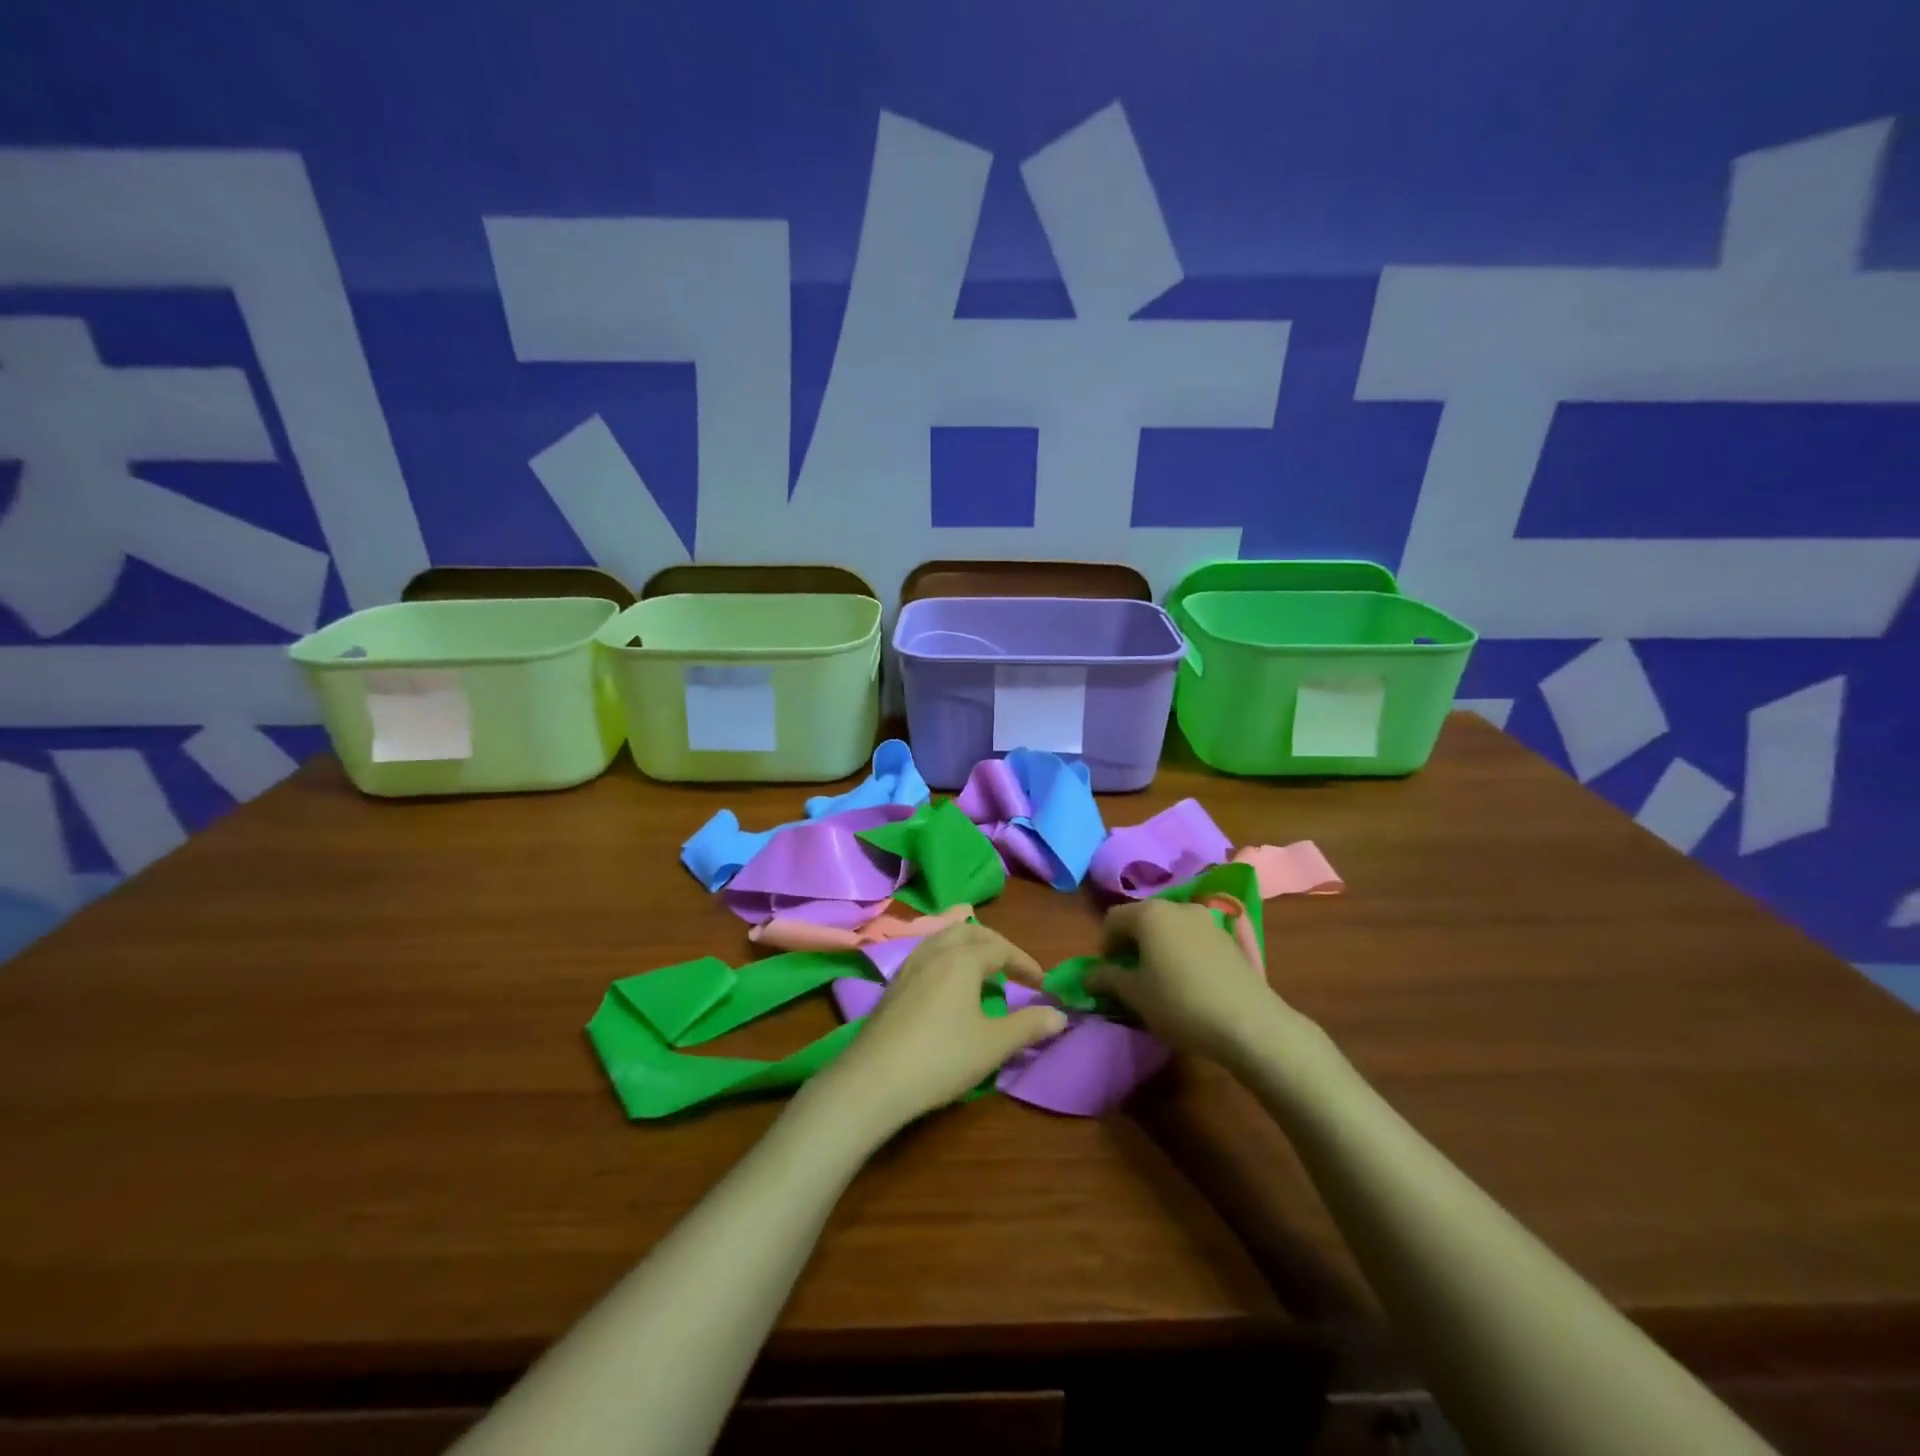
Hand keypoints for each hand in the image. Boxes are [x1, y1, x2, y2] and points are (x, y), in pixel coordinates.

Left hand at [811, 922, 1068, 1134]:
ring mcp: (909, 965)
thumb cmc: (941, 1058)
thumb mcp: (993, 1045)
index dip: (1025, 963)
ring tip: (983, 969)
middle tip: (1015, 968)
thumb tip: (1060, 1016)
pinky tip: (948, 984)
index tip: (1042, 983)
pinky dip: (947, 956)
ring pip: (944, 938)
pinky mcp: (893, 984)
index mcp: (962, 958)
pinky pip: (927, 953)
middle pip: (970, 933)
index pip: (1001, 948)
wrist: (873, 1081)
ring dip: (969, 946)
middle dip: (997, 946)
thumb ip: (1029, 1026)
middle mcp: (934, 951)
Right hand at [1087, 899, 1294, 1063]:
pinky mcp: (1228, 939)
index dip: (1104, 946)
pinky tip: (1188, 983)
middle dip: (1131, 944)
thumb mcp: (1134, 995)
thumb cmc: (1179, 1003)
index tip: (1108, 975)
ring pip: (1169, 928)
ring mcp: (1207, 920)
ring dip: (1157, 948)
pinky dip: (1182, 953)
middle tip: (1131, 978)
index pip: (1112, 919)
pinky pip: (1192, 938)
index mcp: (1149, 913)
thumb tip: (1088, 975)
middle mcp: (1177, 906)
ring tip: (1160, 981)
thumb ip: (1106, 979)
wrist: (1249, 1023)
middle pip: (1142, 919)